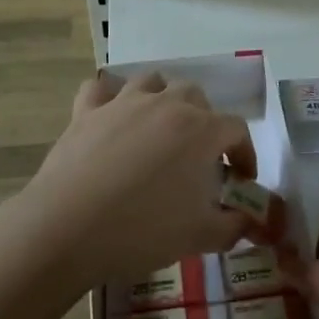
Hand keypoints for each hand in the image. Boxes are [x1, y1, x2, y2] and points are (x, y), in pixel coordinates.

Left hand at [14, 71, 260, 292]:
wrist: (69, 228)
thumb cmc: (143, 230)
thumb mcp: (200, 236)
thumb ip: (233, 226)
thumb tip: (248, 222)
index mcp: (201, 131)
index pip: (237, 129)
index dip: (245, 153)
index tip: (241, 179)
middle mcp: (166, 105)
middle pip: (196, 96)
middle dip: (205, 121)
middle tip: (199, 155)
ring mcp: (124, 103)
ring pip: (152, 82)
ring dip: (162, 99)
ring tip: (159, 127)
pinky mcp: (87, 111)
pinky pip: (99, 89)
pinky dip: (108, 97)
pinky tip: (109, 115)